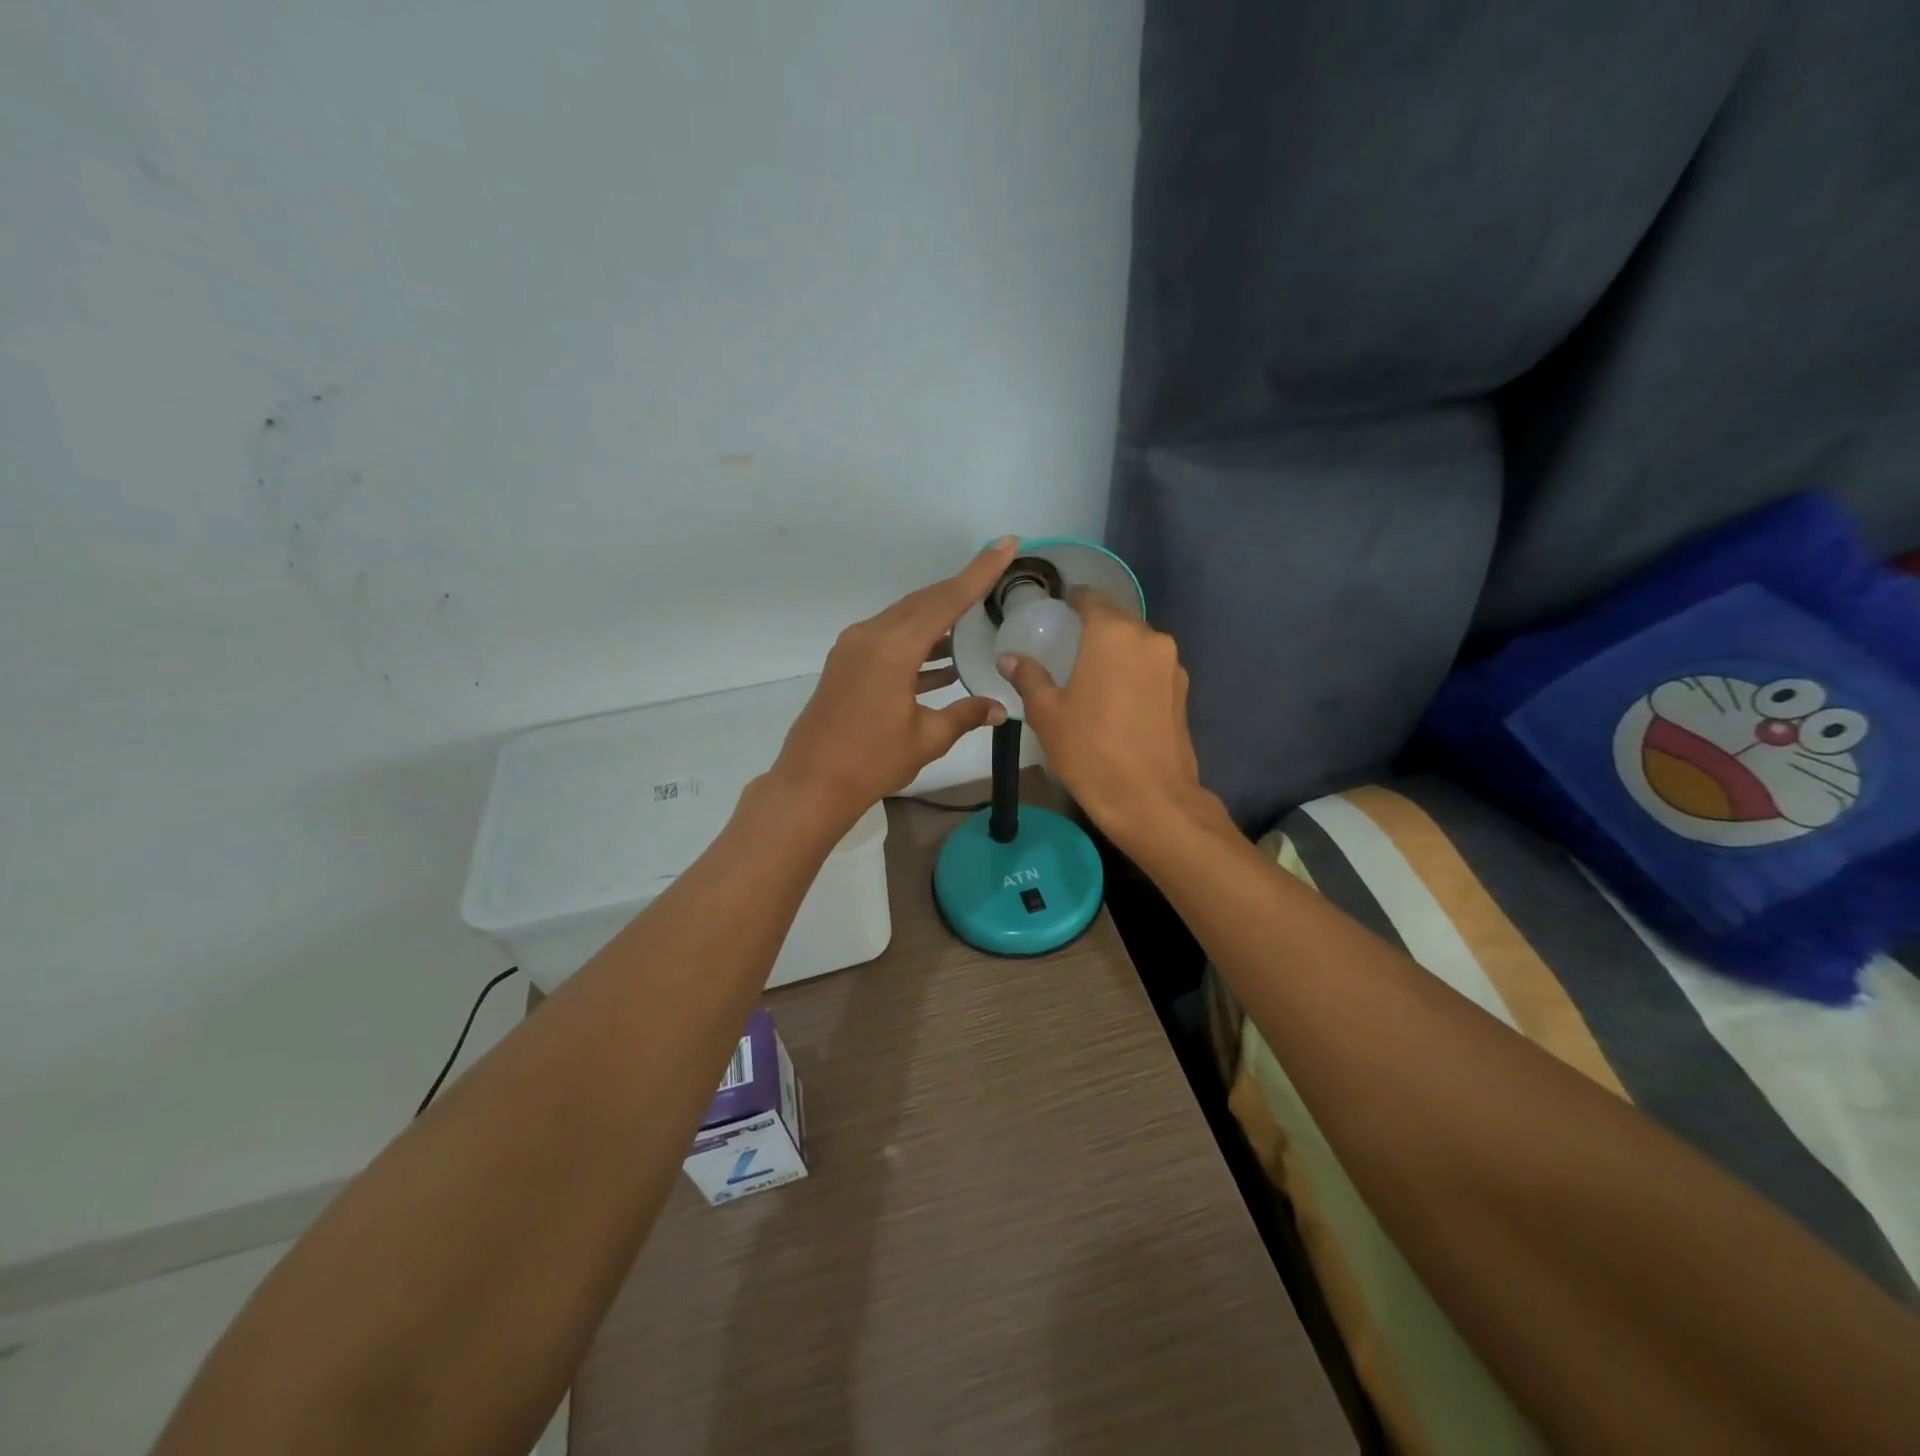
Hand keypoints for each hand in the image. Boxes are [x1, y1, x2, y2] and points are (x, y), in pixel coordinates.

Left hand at [770, 538, 1018, 825]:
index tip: (1006, 544)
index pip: (946, 600)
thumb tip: (1000, 708)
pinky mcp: (846, 664)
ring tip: (975, 621)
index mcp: (892, 648)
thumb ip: (965, 715)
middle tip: (995, 574)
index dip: (980, 572)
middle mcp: (870, 636)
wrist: (811, 783)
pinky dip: (917, 645)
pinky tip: (943, 662)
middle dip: (960, 589)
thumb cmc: (871, 762)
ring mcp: (854, 648)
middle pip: (923, 602)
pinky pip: (889, 640)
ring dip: (938, 620)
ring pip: (905, 620)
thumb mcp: (927, 738)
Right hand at [999, 588, 1220, 849]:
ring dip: (1116, 649)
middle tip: (1069, 641)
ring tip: (1092, 670)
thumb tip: (1009, 658)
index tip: (1058, 609)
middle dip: (1095, 624)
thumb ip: (1029, 677)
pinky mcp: (1183, 691)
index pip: (1092, 598)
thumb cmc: (1090, 750)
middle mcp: (1149, 638)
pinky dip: (1133, 671)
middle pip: (1118, 617)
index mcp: (1112, 634)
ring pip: (1138, 643)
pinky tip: (1116, 695)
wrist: (1151, 799)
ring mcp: (1171, 665)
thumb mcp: (1047, 714)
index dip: (1074, 600)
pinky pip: (1151, 667)